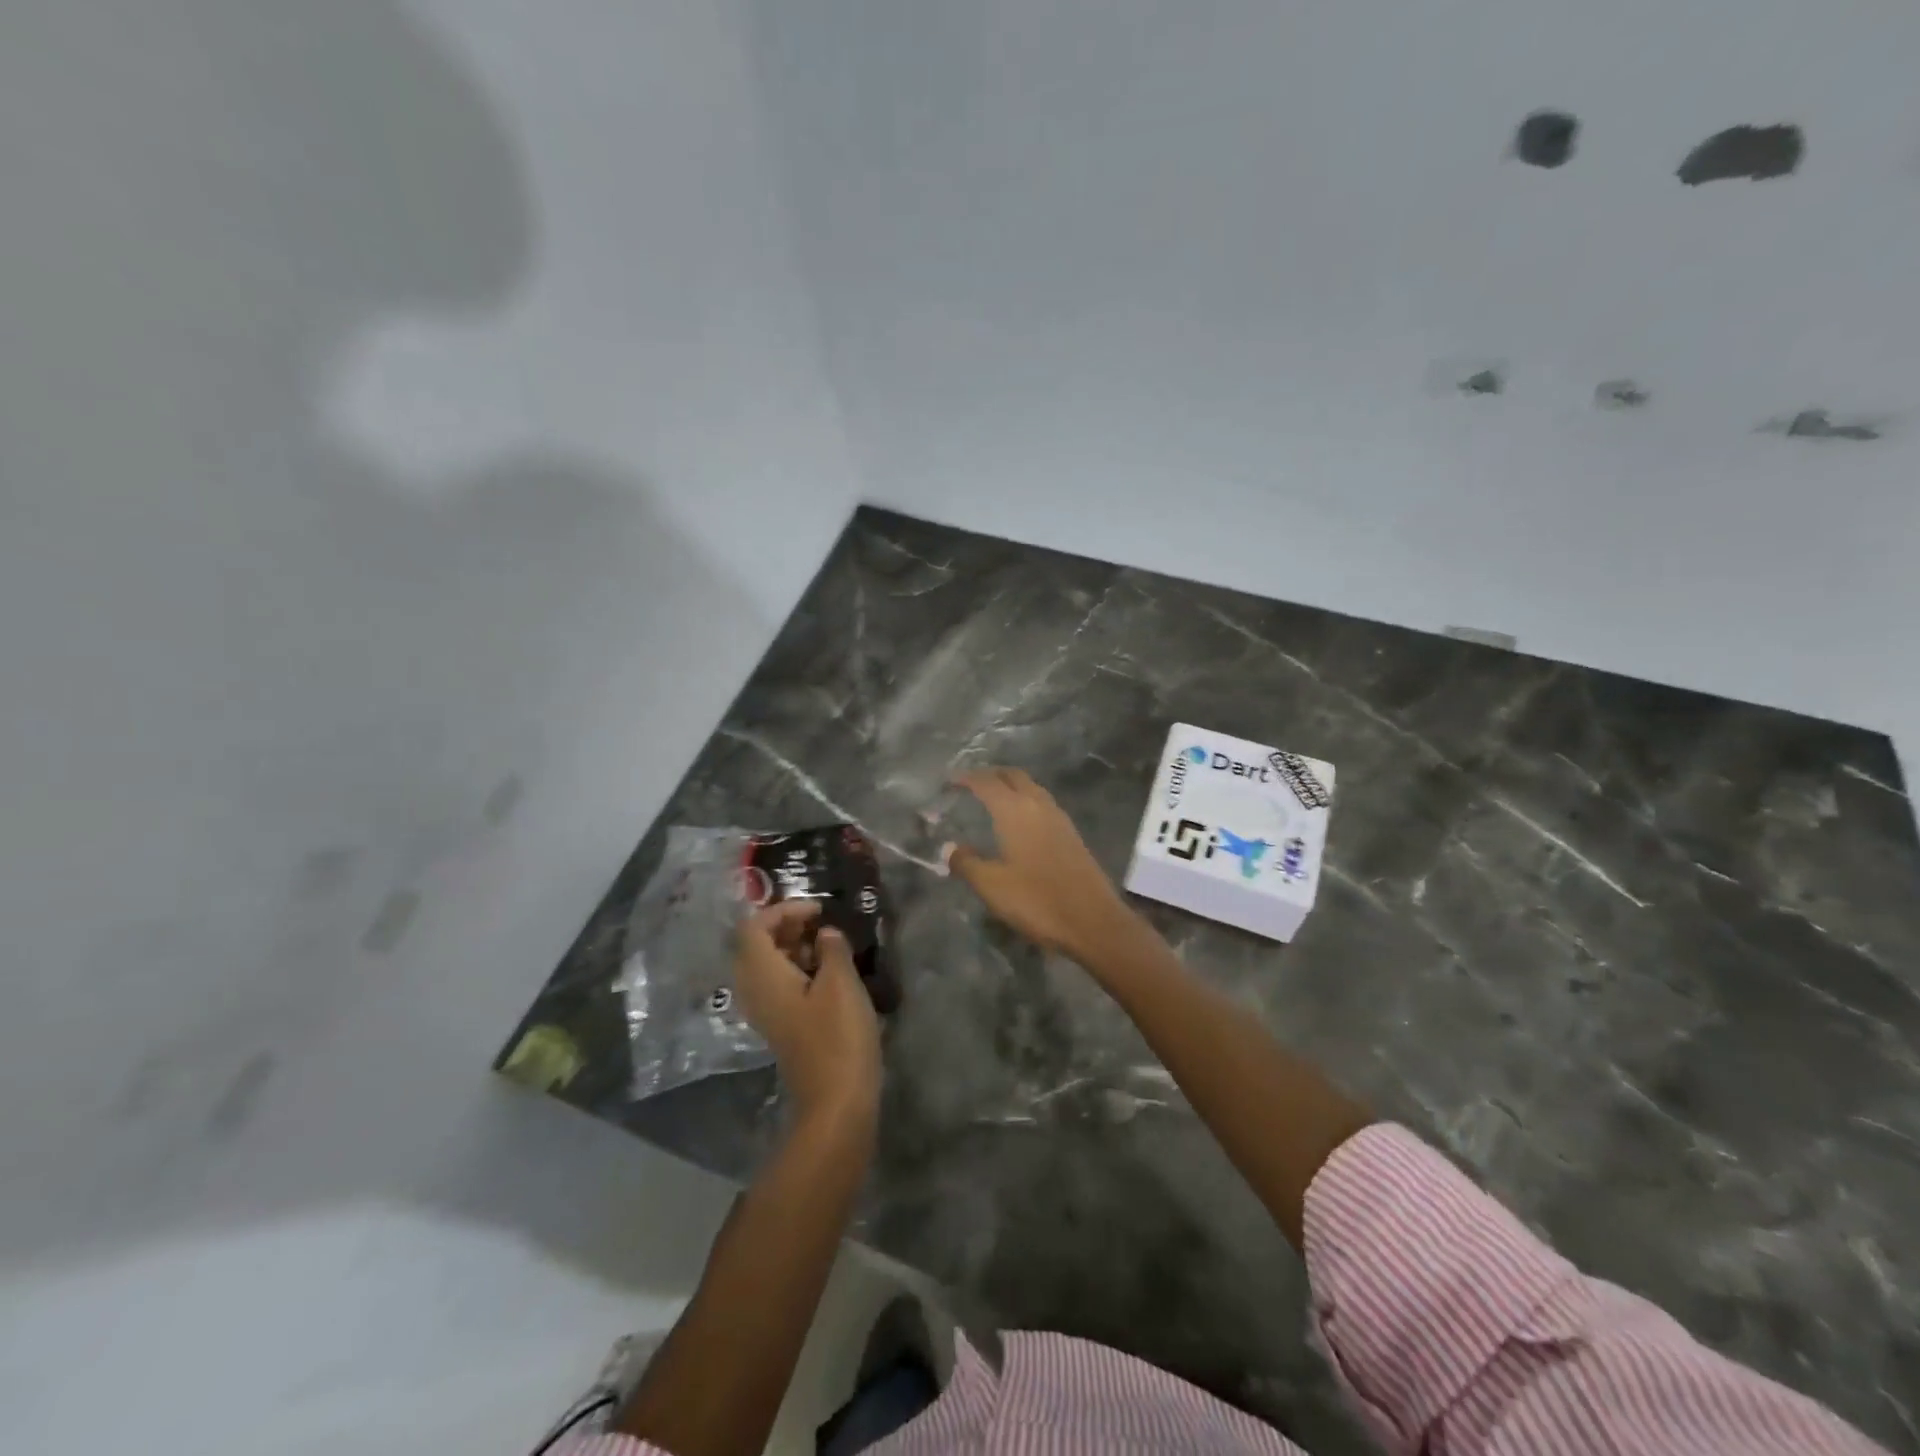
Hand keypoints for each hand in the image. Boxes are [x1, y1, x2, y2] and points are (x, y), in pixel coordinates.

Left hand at [734, 901, 881, 1127]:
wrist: (837, 1101)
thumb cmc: (838, 1036)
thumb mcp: (841, 983)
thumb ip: (832, 948)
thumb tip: (825, 934)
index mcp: (762, 975)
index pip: (754, 927)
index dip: (783, 910)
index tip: (818, 909)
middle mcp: (754, 991)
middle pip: (756, 945)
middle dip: (787, 926)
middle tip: (822, 922)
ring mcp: (766, 1011)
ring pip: (768, 965)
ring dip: (794, 946)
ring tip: (830, 943)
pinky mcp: (781, 1025)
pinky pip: (778, 983)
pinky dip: (798, 968)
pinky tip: (829, 972)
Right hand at [947, 768, 1132, 962]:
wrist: (1093, 921)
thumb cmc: (1037, 901)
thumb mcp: (992, 886)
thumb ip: (967, 863)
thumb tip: (949, 848)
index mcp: (1015, 811)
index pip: (987, 782)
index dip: (966, 778)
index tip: (949, 781)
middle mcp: (1038, 805)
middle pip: (1013, 776)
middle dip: (991, 775)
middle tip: (971, 783)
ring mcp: (1059, 818)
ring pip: (1031, 788)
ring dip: (1011, 786)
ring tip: (992, 799)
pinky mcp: (1071, 834)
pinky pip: (1043, 804)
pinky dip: (1026, 801)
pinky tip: (1019, 822)